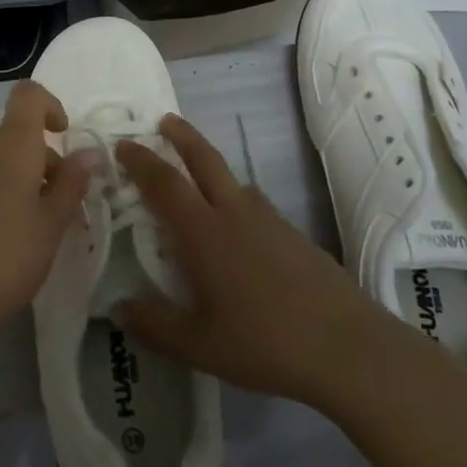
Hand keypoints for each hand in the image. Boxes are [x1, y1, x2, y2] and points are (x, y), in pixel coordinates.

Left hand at [0, 80, 90, 365]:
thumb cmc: (4, 260)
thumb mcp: (51, 226)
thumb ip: (71, 184)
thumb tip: (87, 152)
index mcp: (10, 144)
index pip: (28, 96)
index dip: (49, 106)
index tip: (62, 136)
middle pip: (14, 134)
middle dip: (39, 159)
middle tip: (55, 207)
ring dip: (14, 178)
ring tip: (25, 227)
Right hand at [116, 115, 386, 410]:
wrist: (348, 347)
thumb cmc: (265, 342)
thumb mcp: (200, 345)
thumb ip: (155, 326)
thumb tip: (118, 310)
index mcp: (205, 233)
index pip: (165, 183)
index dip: (142, 161)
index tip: (123, 144)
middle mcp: (235, 214)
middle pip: (204, 160)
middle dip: (181, 136)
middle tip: (164, 120)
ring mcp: (269, 220)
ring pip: (233, 179)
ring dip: (209, 165)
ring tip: (196, 174)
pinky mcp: (294, 234)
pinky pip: (254, 203)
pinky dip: (234, 196)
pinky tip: (237, 224)